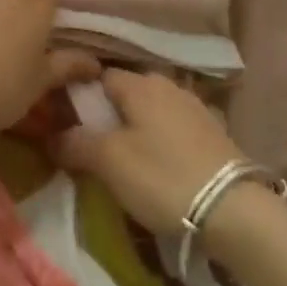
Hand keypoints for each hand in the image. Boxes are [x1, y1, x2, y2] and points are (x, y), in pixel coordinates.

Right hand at [53, 69, 245, 236]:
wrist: (234, 209)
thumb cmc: (162, 176)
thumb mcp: (109, 162)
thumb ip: (76, 143)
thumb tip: (53, 135)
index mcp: (139, 84)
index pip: (99, 76)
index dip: (80, 97)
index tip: (69, 123)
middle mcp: (167, 84)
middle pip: (127, 92)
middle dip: (110, 113)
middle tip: (95, 145)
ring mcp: (194, 106)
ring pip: (152, 110)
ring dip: (137, 127)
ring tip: (126, 158)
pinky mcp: (213, 131)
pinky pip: (174, 127)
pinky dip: (162, 139)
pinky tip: (160, 164)